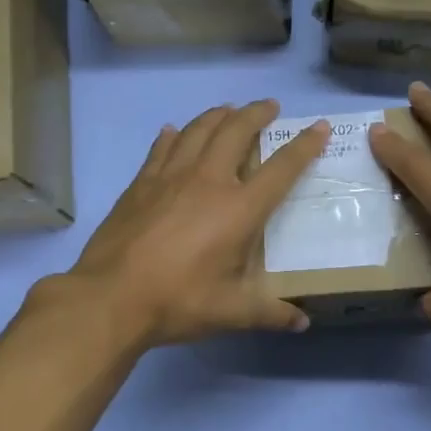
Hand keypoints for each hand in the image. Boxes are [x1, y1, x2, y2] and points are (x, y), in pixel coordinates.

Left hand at [56, 100, 329, 347]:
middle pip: (236, 131)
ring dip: (218, 115)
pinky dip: (173, 135)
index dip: (304, 145)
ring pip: (198, 129)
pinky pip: (161, 148)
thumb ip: (271, 313)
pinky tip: (172, 131)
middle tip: (269, 106)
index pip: (281, 168)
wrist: (111, 297)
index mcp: (239, 209)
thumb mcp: (232, 312)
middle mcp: (208, 180)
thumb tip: (302, 324)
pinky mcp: (140, 183)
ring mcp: (170, 177)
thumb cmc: (179, 302)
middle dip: (257, 113)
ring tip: (229, 110)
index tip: (320, 127)